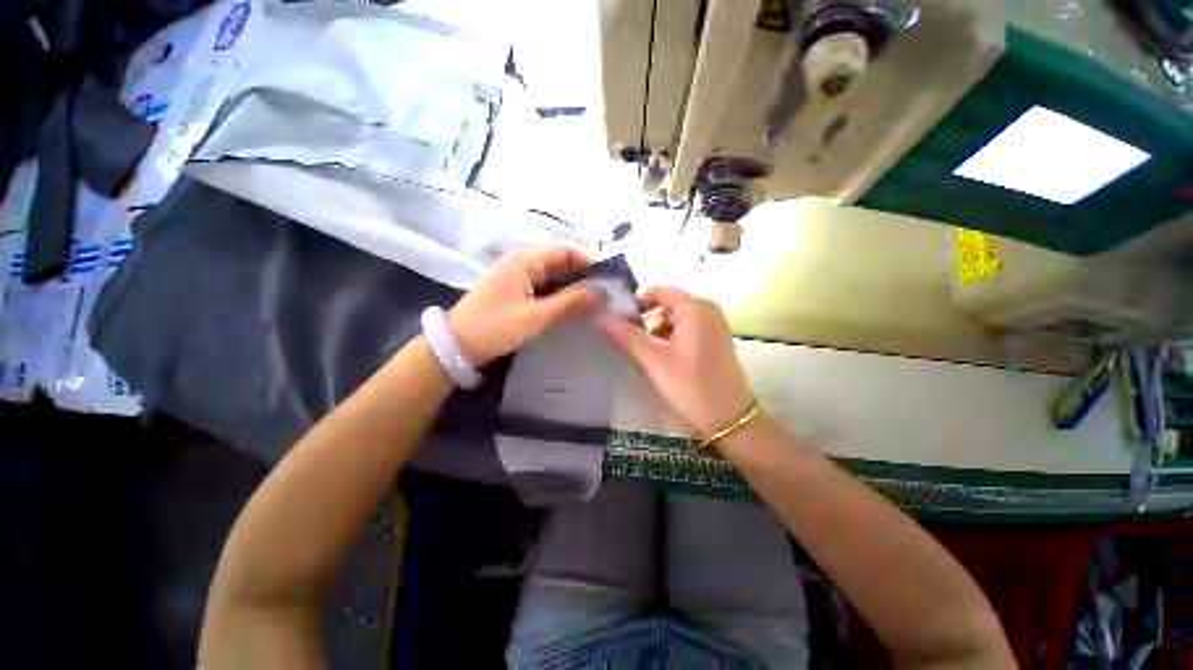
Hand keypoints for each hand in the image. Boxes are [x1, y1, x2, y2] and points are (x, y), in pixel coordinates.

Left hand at [448, 246, 598, 366]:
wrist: (456, 347)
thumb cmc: (493, 328)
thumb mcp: (535, 316)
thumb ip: (570, 303)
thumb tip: (603, 293)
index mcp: (524, 261)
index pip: (564, 251)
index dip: (589, 261)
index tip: (610, 277)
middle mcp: (522, 263)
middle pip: (560, 262)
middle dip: (584, 276)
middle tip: (607, 293)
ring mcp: (519, 278)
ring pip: (554, 277)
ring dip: (574, 287)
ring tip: (597, 301)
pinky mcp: (517, 292)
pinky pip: (545, 288)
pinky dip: (561, 295)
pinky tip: (575, 307)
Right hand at [595, 287, 752, 439]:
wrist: (729, 419)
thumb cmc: (691, 385)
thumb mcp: (654, 359)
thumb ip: (626, 336)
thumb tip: (599, 317)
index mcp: (696, 308)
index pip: (660, 291)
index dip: (637, 302)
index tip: (621, 321)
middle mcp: (708, 310)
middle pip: (667, 305)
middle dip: (648, 321)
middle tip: (634, 343)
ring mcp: (715, 325)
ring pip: (676, 319)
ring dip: (658, 332)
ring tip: (649, 355)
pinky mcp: (716, 340)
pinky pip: (687, 330)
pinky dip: (672, 339)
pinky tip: (665, 359)